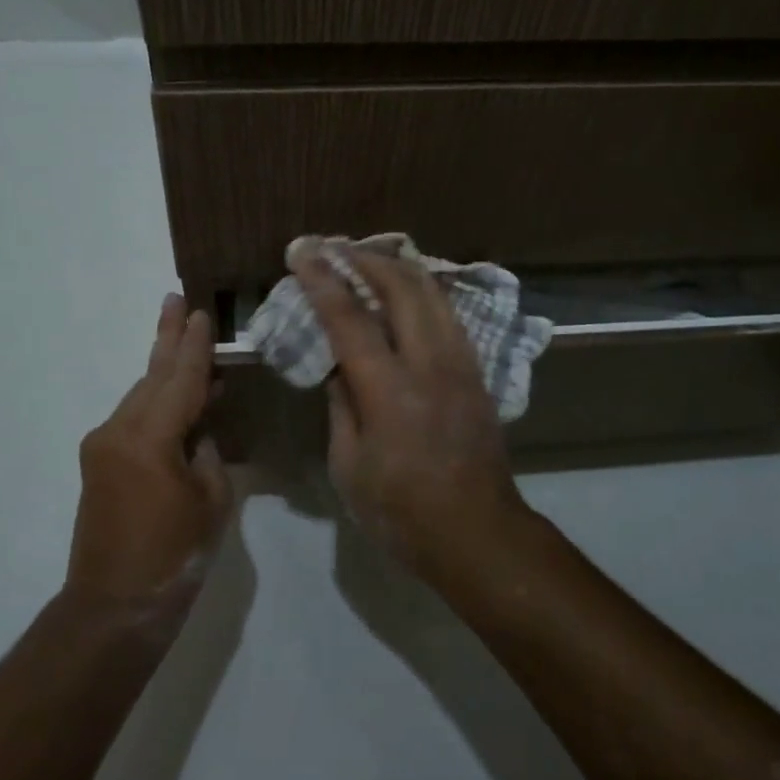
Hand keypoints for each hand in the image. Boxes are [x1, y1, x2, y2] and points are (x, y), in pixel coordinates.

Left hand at [68, 294, 235, 612]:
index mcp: (149, 438)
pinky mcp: (100, 463)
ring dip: (164, 370)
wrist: (112, 608)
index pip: (181, 379)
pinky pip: (134, 418)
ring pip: (141, 395)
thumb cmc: (173, 556)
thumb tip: (200, 431)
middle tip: (174, 300)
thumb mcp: (210, 501)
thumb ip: (208, 454)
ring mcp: (103, 446)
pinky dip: (157, 402)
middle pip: (151, 375)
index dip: (195, 345)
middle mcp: (118, 431)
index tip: (200, 311)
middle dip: (166, 338)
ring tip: (182, 340)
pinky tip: (178, 398)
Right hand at [293, 245, 528, 577]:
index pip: (350, 319)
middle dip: (365, 259)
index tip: (302, 253)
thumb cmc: (402, 511)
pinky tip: (407, 293)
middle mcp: (429, 363)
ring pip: (432, 293)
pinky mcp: (477, 372)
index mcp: (389, 390)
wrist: (478, 531)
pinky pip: (448, 314)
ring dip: (398, 268)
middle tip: (335, 248)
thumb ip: (341, 406)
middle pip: (401, 287)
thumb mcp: (350, 466)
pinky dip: (423, 292)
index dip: (322, 281)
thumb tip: (337, 366)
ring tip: (369, 260)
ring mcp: (460, 363)